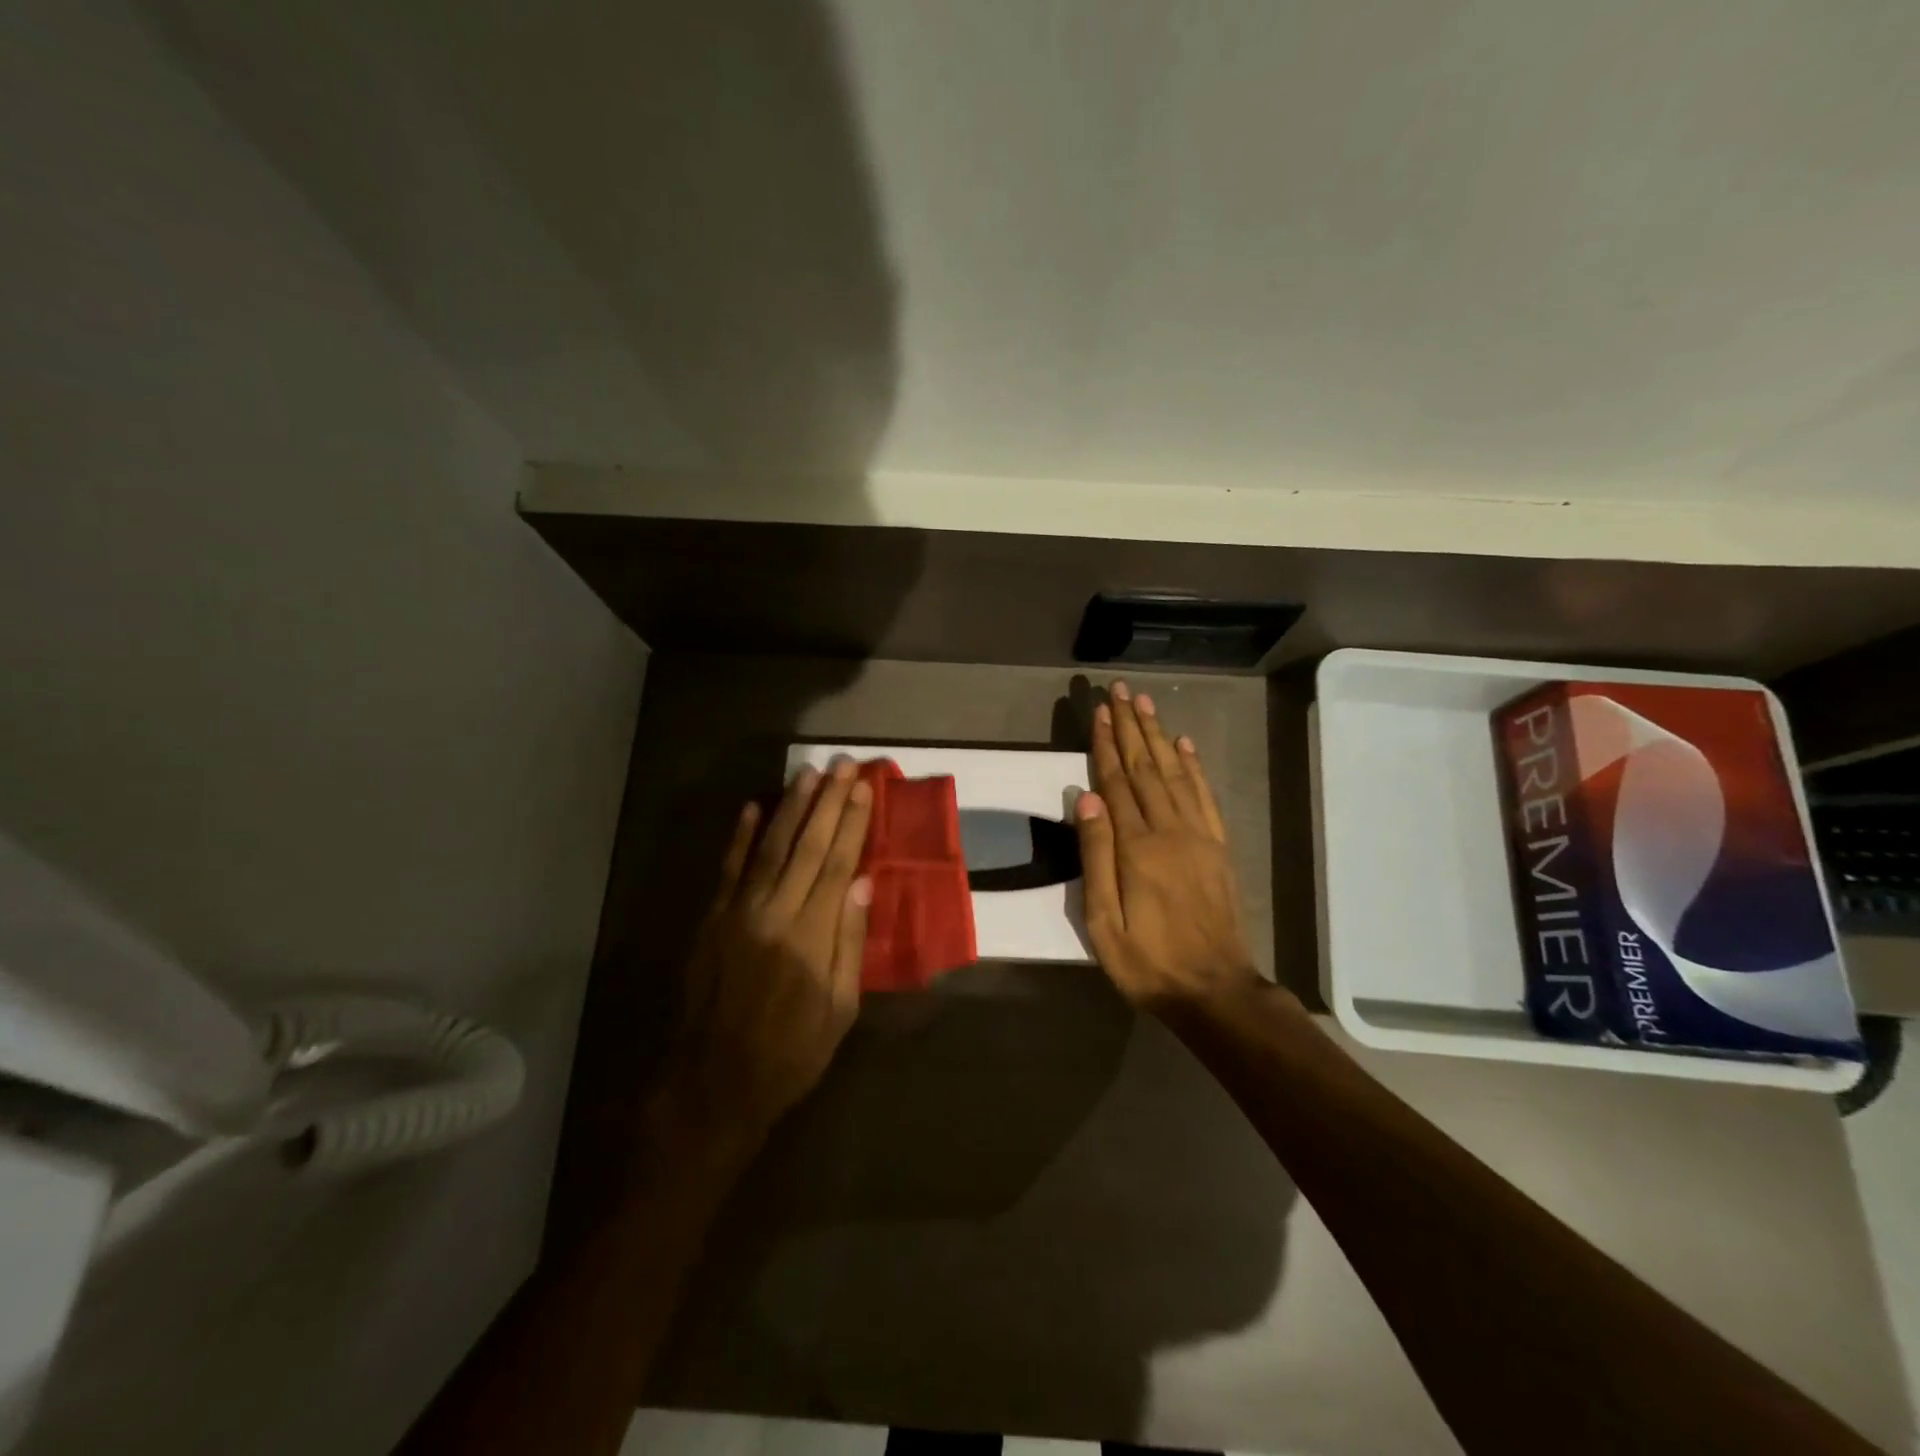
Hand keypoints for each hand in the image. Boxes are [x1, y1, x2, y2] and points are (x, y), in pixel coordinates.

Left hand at [653, 760, 873, 1154]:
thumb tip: (862, 884)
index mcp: (809, 937)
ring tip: (808, 774)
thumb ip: (849, 943)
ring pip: (768, 847)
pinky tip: (752, 807)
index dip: (851, 823)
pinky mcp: (710, 921)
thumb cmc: (789, 1054)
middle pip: (805, 846)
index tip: (864, 788)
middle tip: (842, 764)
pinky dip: (740, 837)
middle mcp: (772, 913)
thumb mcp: (838, 1011)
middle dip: (826, 802)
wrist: (711, 1085)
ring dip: (789, 807)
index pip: (837, 865)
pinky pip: (727, 869)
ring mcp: (735, 913)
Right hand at [1073, 682, 1258, 1010]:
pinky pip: (1204, 796)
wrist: (1214, 990)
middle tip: (1121, 691)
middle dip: (1131, 727)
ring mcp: (1199, 836)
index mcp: (1137, 848)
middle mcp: (1170, 831)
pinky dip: (1193, 767)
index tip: (1099, 712)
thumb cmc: (1148, 963)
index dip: (1106, 745)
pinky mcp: (1218, 847)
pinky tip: (1184, 745)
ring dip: (1158, 736)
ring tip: (1146, 704)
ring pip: (1174, 774)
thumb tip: (1086, 799)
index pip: (1116, 783)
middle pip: (1145, 768)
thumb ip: (1096, 858)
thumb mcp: (1104, 924)